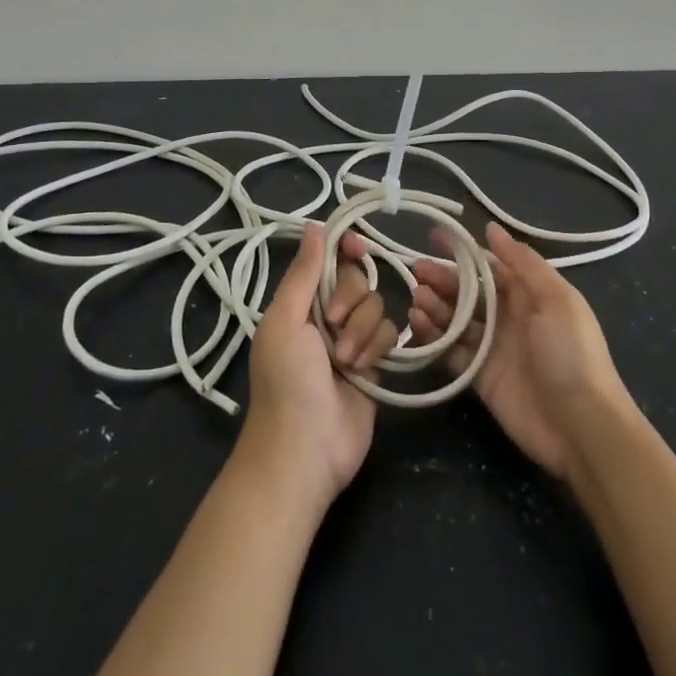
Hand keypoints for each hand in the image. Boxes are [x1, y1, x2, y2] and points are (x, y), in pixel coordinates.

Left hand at [237, 225, 400, 517]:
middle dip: (351, 300)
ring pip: (378, 306)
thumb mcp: (285, 321)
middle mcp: (326, 316)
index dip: (346, 249)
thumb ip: (303, 273)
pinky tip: (365, 369)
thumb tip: (315, 225)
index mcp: (300, 302)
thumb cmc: (286, 381)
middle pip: (358, 280)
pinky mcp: (376, 364)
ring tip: (346, 361)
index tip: (360, 247)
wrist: (305, 450)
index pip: (329, 260)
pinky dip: (379, 348)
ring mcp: (353, 340)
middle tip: (334, 326)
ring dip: (363, 331)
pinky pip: (390, 334)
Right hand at [407, 222, 633, 479]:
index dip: (464, 252)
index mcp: (531, 296)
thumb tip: (492, 228)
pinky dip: (434, 337)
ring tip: (417, 297)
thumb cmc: (572, 354)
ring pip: (457, 320)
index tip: (435, 237)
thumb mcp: (556, 300)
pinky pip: (451, 352)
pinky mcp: (480, 378)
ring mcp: (493, 349)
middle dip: (444, 278)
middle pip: (470, 292)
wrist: (581, 426)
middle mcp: (510, 318)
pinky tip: (418, 324)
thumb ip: (524, 264)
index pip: (491, 267)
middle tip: (418, 269)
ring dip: (436, 305)